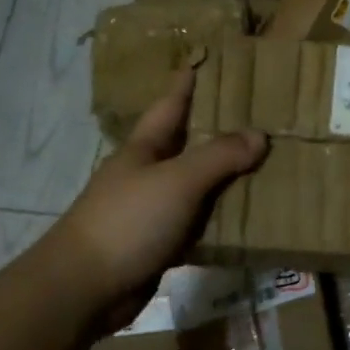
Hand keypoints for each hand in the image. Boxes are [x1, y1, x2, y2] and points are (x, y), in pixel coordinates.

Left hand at [40, 69, 266, 327]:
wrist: (83, 289)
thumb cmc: (128, 221)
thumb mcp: (178, 180)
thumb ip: (220, 156)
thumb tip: (260, 135)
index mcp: (144, 149)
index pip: (170, 105)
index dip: (187, 83)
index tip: (206, 60)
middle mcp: (147, 174)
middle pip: (187, 144)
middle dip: (217, 129)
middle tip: (259, 113)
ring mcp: (152, 210)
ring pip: (197, 186)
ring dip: (226, 177)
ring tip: (266, 162)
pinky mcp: (159, 244)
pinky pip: (198, 223)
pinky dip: (220, 217)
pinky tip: (249, 215)